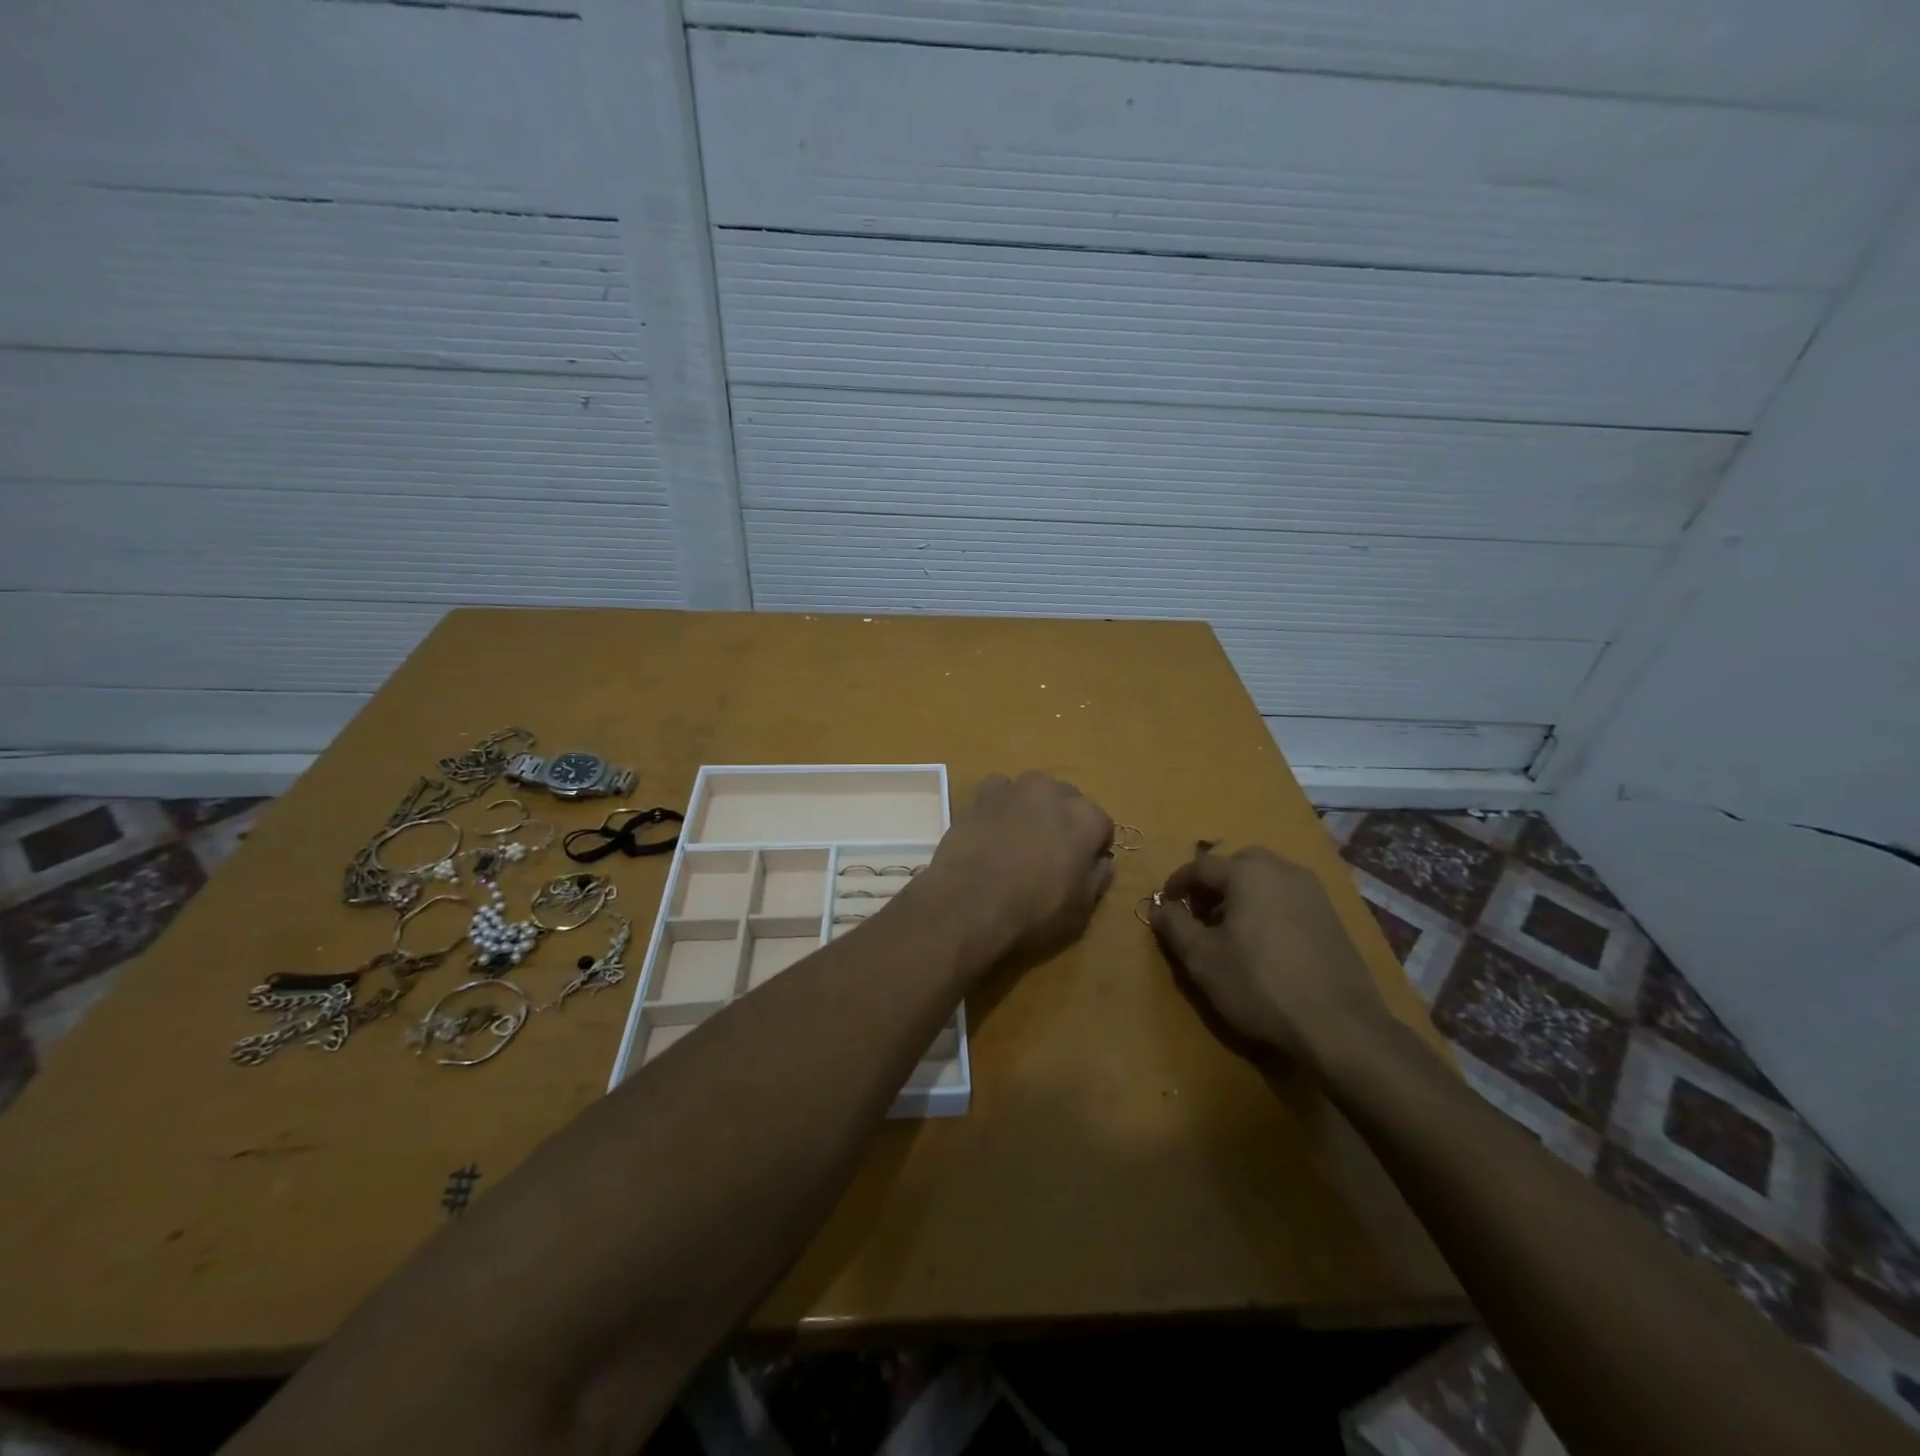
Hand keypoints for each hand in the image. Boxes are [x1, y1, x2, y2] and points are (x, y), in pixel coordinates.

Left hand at [912, 771, 1114, 967]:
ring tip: (1020, 835)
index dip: (1094, 845)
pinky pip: (999, 789)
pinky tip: (992, 825)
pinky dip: (1001, 802)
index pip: (1101, 823)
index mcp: (1086, 819)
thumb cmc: (1033, 911)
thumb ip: (1098, 878)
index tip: (1082, 865)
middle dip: (1065, 819)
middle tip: (1050, 851)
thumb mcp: (1080, 909)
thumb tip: (1104, 861)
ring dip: (1034, 806)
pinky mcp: (982, 794)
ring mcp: (1016, 789)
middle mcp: (1054, 793)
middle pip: (1069, 799)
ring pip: (1035, 788)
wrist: (969, 904)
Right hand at [1149, 846, 1390, 1069]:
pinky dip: (1269, 907)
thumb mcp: (1202, 959)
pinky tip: (1266, 943)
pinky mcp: (1333, 916)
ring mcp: (1313, 892)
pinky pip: (1289, 898)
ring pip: (1267, 879)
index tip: (1165, 904)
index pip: (1201, 866)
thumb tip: (1159, 907)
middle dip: (1215, 883)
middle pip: (1238, 864)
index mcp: (1247, 873)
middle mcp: (1282, 870)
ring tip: (1232, 929)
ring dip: (1243, 894)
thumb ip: (1175, 926)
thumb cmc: (1259, 985)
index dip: (1177, 883)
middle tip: (1201, 913)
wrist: (1339, 1025)